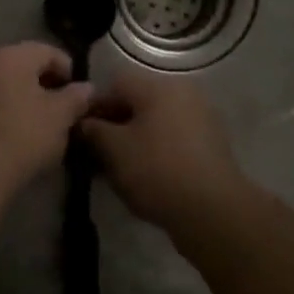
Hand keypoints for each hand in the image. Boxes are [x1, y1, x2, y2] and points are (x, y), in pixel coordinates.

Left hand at [0, 43, 93, 191]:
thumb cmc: (22, 135)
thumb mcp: (60, 117)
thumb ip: (76, 98)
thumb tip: (86, 88)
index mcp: (10, 57)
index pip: (47, 51)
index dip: (68, 70)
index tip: (80, 95)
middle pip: (22, 69)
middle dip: (45, 87)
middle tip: (63, 113)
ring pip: (3, 89)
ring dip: (24, 103)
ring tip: (42, 130)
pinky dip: (5, 117)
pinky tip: (16, 141)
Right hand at [80, 71, 250, 232]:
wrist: (213, 210)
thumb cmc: (157, 171)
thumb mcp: (114, 150)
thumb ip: (93, 131)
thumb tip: (84, 123)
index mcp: (159, 86)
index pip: (115, 83)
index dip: (93, 106)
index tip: (81, 133)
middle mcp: (183, 92)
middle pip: (137, 101)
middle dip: (114, 124)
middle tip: (96, 153)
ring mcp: (201, 117)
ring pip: (155, 121)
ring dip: (134, 139)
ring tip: (118, 169)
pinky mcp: (211, 143)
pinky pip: (173, 138)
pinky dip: (156, 150)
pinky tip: (144, 175)